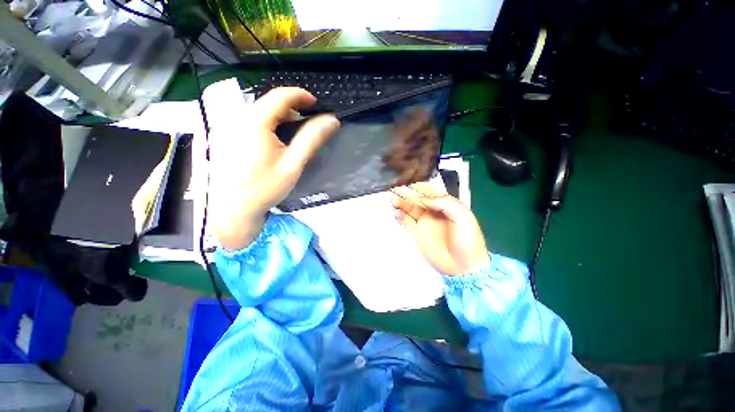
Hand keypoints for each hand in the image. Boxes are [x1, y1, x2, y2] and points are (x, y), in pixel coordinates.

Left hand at [203, 81, 340, 250]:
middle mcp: (236, 119)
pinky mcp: (222, 137)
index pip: (280, 96)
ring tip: (291, 133)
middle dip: (290, 108)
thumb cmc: (265, 188)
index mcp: (254, 122)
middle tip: (306, 122)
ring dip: (277, 117)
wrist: (233, 210)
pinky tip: (271, 142)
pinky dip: (264, 125)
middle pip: (267, 102)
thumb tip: (332, 120)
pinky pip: (246, 121)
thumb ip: (312, 139)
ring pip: (256, 112)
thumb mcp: (293, 164)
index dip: (300, 95)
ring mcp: (226, 128)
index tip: (315, 103)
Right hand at [391, 183, 489, 274]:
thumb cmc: (468, 241)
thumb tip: (424, 198)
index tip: (406, 179)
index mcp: (445, 205)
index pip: (429, 191)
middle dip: (405, 191)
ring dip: (401, 203)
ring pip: (410, 209)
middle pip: (417, 198)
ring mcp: (424, 222)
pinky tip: (395, 212)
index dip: (417, 185)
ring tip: (391, 199)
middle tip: (393, 185)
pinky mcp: (418, 233)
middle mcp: (433, 211)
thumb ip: (446, 204)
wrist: (464, 266)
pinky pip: (406, 222)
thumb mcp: (464, 218)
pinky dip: (400, 216)